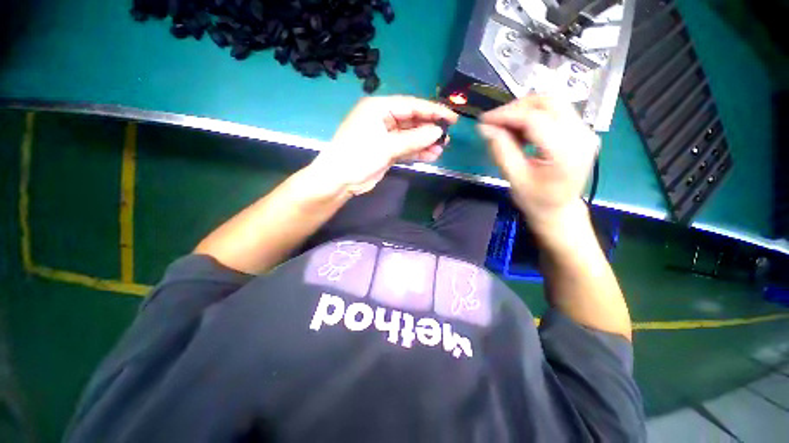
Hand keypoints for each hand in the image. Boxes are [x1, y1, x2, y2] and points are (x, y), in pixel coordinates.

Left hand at [309, 96, 457, 195]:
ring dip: (425, 142)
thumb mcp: (387, 146)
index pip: (411, 105)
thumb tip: (438, 132)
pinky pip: (405, 148)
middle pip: (412, 120)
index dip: (433, 111)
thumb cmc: (359, 156)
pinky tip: (431, 155)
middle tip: (447, 137)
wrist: (340, 180)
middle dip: (429, 129)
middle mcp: (382, 119)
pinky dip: (417, 152)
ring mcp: (384, 136)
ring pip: (410, 136)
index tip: (452, 118)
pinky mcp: (386, 151)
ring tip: (442, 148)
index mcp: (379, 108)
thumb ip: (414, 139)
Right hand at [477, 95, 599, 236]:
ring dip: (525, 111)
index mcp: (566, 152)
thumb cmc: (535, 200)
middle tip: (495, 122)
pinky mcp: (582, 131)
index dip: (506, 115)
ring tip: (506, 128)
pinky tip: (521, 131)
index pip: (534, 119)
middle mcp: (582, 135)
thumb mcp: (514, 178)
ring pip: (552, 103)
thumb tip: (485, 128)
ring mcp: (586, 131)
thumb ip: (501, 150)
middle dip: (516, 108)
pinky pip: (556, 112)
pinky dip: (534, 116)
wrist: (559, 210)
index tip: (484, 120)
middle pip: (548, 102)